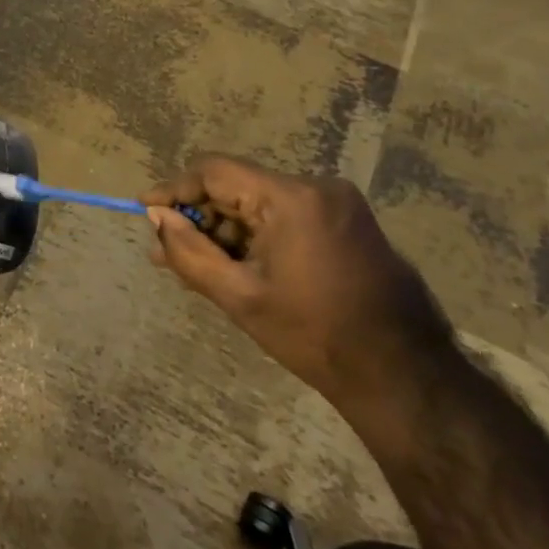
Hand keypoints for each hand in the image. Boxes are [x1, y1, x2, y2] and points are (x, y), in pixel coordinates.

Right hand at [142, 156, 456, 417]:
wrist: (404, 377)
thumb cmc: (314, 335)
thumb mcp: (238, 295)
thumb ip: (188, 251)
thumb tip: (155, 216)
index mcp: (292, 198)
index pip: (214, 171)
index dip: (174, 190)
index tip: (145, 210)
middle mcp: (316, 187)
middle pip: (236, 188)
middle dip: (198, 219)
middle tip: (166, 251)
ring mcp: (336, 204)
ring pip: (257, 205)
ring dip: (223, 232)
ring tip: (191, 267)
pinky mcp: (345, 223)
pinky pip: (282, 218)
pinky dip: (253, 238)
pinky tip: (229, 266)